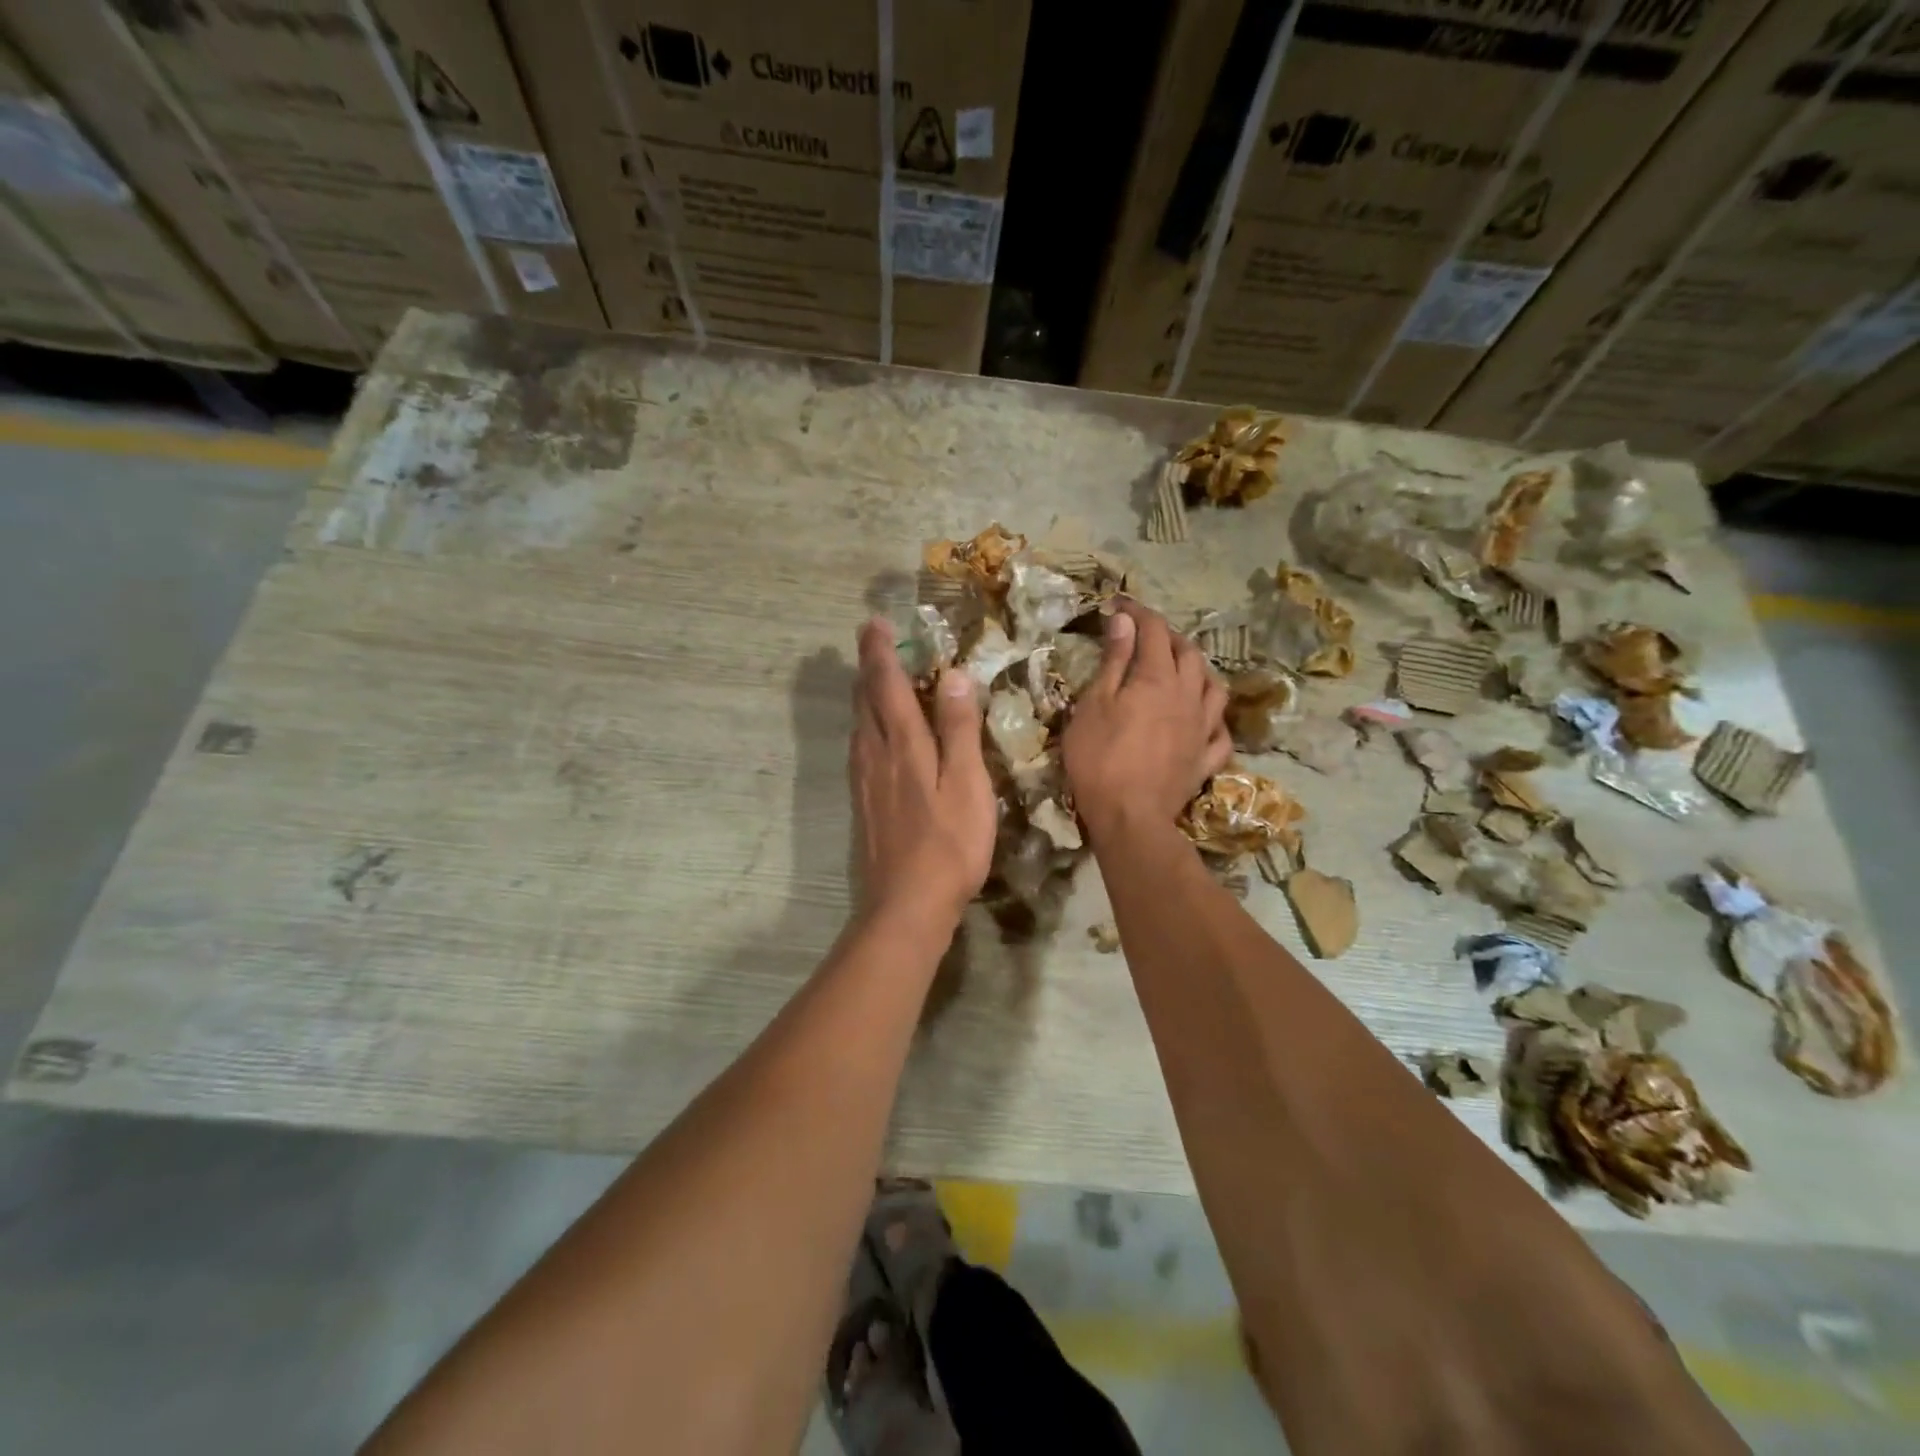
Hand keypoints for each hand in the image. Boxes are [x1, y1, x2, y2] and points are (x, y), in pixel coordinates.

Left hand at [849, 617, 995, 924]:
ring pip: (859, 725)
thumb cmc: (949, 844)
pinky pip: (860, 749)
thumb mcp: (967, 784)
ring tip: (872, 678)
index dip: (881, 652)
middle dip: (868, 667)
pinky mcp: (863, 803)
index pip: (888, 685)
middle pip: (865, 700)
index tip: (874, 623)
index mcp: (904, 744)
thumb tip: (953, 676)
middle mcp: (875, 754)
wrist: (906, 904)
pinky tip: (871, 736)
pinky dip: (865, 726)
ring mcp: (865, 781)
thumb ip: (959, 729)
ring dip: (863, 695)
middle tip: (871, 641)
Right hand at [1063, 600, 1230, 839]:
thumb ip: (1115, 660)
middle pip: (1188, 654)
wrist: (1129, 816)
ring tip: (1182, 670)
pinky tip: (1205, 719)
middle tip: (1145, 635)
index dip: (1138, 612)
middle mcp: (1188, 696)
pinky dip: (1214, 719)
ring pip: (1214, 688)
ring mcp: (1202, 729)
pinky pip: (1220, 732)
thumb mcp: (1095, 704)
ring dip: (1199, 671)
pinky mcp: (1205, 760)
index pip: (1153, 631)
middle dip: (1168, 636)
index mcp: (1157, 679)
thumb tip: (1125, 620)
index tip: (1118, 605)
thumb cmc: (1100, 758)